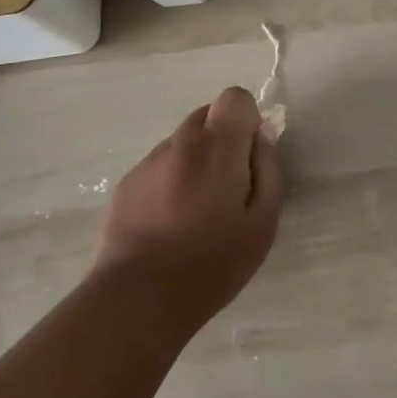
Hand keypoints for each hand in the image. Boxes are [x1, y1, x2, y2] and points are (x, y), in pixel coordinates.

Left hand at [94, 86, 284, 328]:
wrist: (138, 299)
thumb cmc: (212, 264)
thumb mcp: (263, 223)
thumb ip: (269, 170)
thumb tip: (263, 137)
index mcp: (217, 147)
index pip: (234, 97)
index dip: (246, 119)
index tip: (249, 155)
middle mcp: (181, 143)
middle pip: (207, 115)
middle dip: (222, 138)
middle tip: (227, 185)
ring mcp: (149, 161)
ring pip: (182, 142)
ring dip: (195, 160)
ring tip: (195, 210)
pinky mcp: (126, 183)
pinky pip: (159, 166)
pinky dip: (170, 180)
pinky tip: (169, 222)